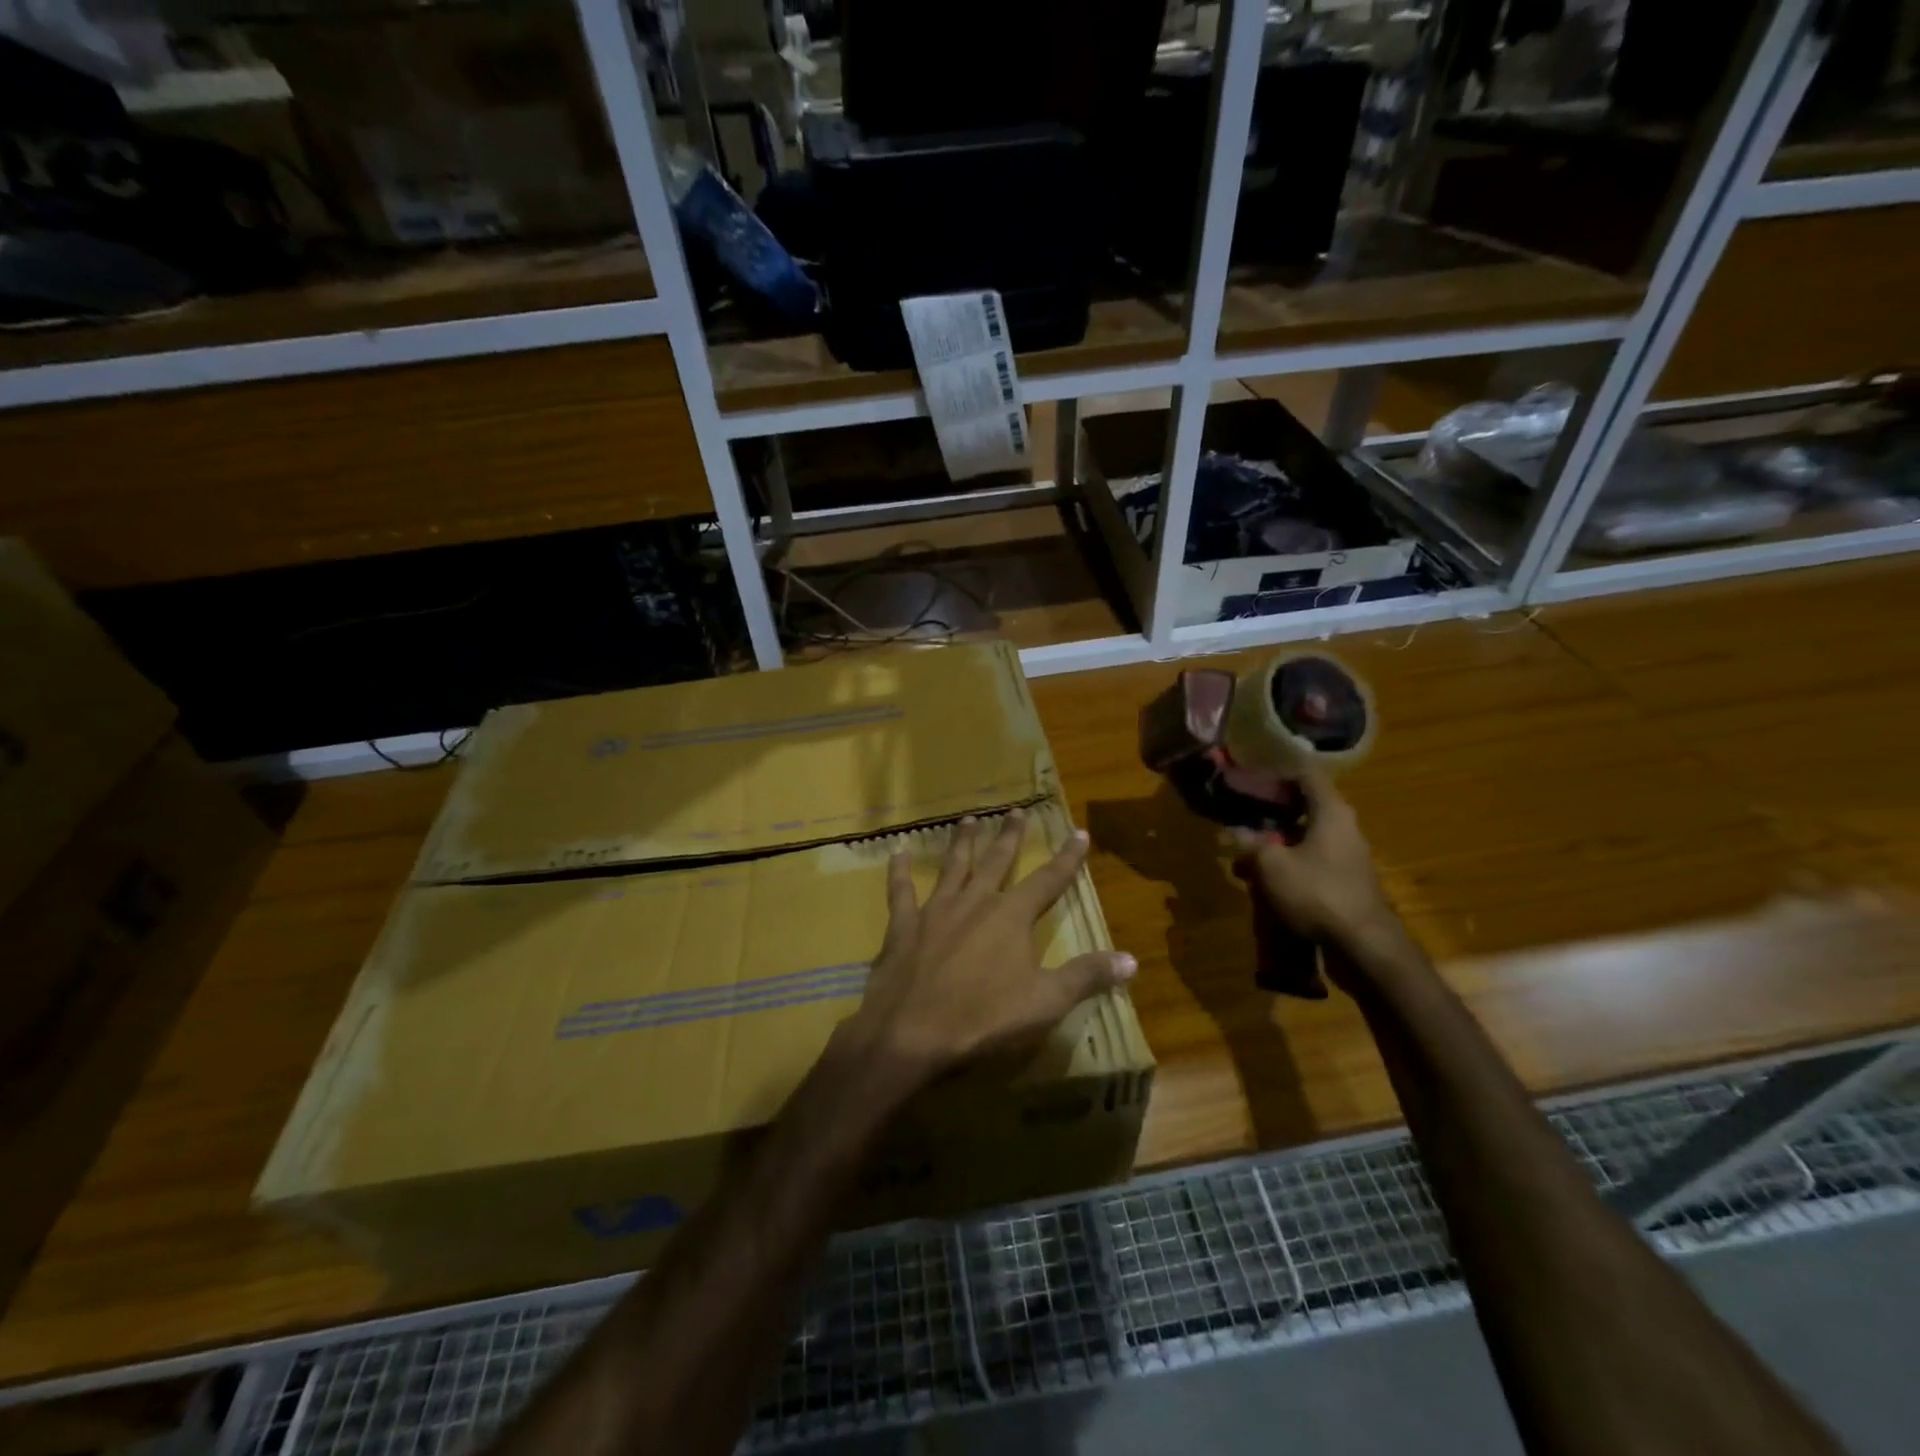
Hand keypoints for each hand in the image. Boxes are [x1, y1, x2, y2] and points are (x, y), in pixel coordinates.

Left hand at [847, 810, 1136, 1077]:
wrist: (912, 1030)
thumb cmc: (984, 1017)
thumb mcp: (1046, 1001)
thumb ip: (1087, 976)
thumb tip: (1131, 959)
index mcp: (1012, 916)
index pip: (1048, 880)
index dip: (1067, 858)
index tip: (1079, 832)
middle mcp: (976, 902)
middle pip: (998, 861)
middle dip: (1010, 836)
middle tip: (1017, 811)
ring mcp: (937, 910)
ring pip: (953, 866)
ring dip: (963, 842)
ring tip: (969, 818)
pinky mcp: (905, 925)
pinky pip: (901, 891)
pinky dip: (899, 871)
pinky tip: (897, 851)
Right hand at [1225, 767, 1398, 954]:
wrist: (1364, 944)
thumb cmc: (1317, 892)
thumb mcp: (1271, 865)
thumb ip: (1250, 842)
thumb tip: (1233, 830)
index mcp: (1331, 811)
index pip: (1305, 775)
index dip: (1276, 774)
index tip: (1249, 781)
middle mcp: (1344, 825)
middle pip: (1306, 804)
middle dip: (1271, 809)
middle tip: (1241, 814)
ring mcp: (1348, 854)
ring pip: (1307, 834)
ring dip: (1277, 838)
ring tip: (1246, 850)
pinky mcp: (1346, 878)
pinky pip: (1313, 857)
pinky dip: (1289, 859)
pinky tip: (1266, 877)